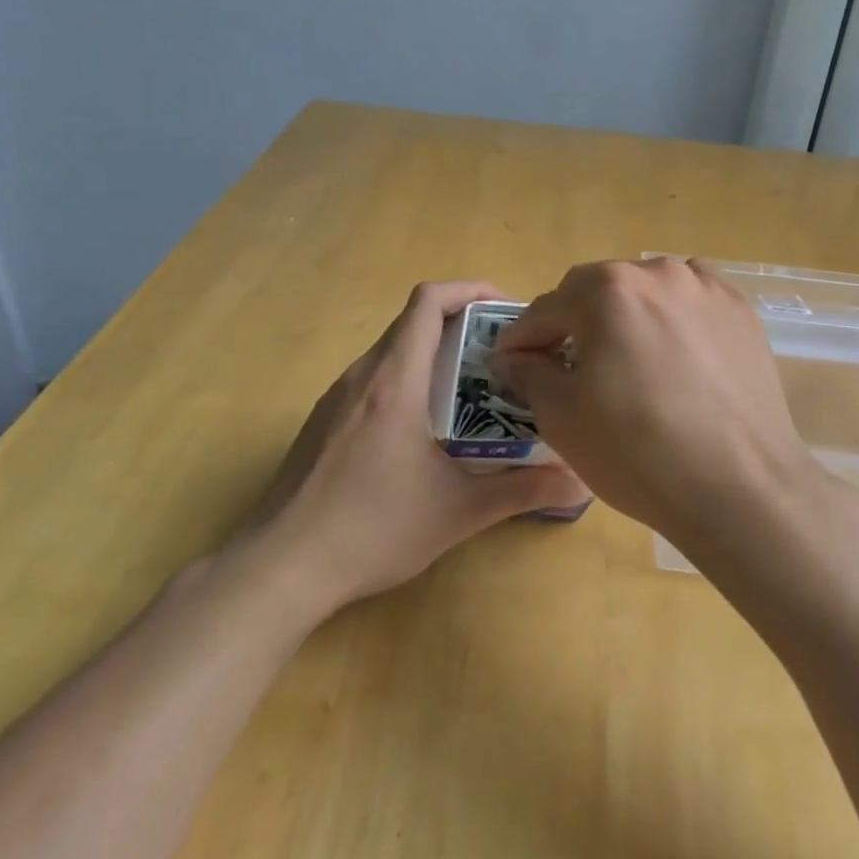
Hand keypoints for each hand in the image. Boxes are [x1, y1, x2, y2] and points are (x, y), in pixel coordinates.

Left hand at [238, 281, 588, 612]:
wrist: (280, 568)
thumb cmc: (371, 528)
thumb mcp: (456, 512)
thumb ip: (520, 490)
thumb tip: (579, 479)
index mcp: (394, 380)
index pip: (428, 300)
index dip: (468, 289)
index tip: (503, 308)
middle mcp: (362, 375)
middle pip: (412, 322)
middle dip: (460, 325)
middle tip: (501, 356)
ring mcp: (336, 397)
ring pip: (391, 351)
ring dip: (432, 354)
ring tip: (470, 390)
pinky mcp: (322, 421)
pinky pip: (372, 379)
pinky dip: (406, 379)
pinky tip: (423, 428)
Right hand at [492, 258, 813, 553]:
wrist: (740, 488)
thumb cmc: (638, 452)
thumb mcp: (563, 417)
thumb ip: (529, 374)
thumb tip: (511, 358)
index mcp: (607, 291)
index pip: (547, 307)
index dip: (524, 338)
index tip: (512, 362)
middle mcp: (656, 272)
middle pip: (597, 290)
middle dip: (574, 322)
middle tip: (567, 365)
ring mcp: (705, 288)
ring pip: (646, 290)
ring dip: (625, 315)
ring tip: (627, 359)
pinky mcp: (740, 311)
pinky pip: (691, 300)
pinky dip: (672, 315)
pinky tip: (674, 352)